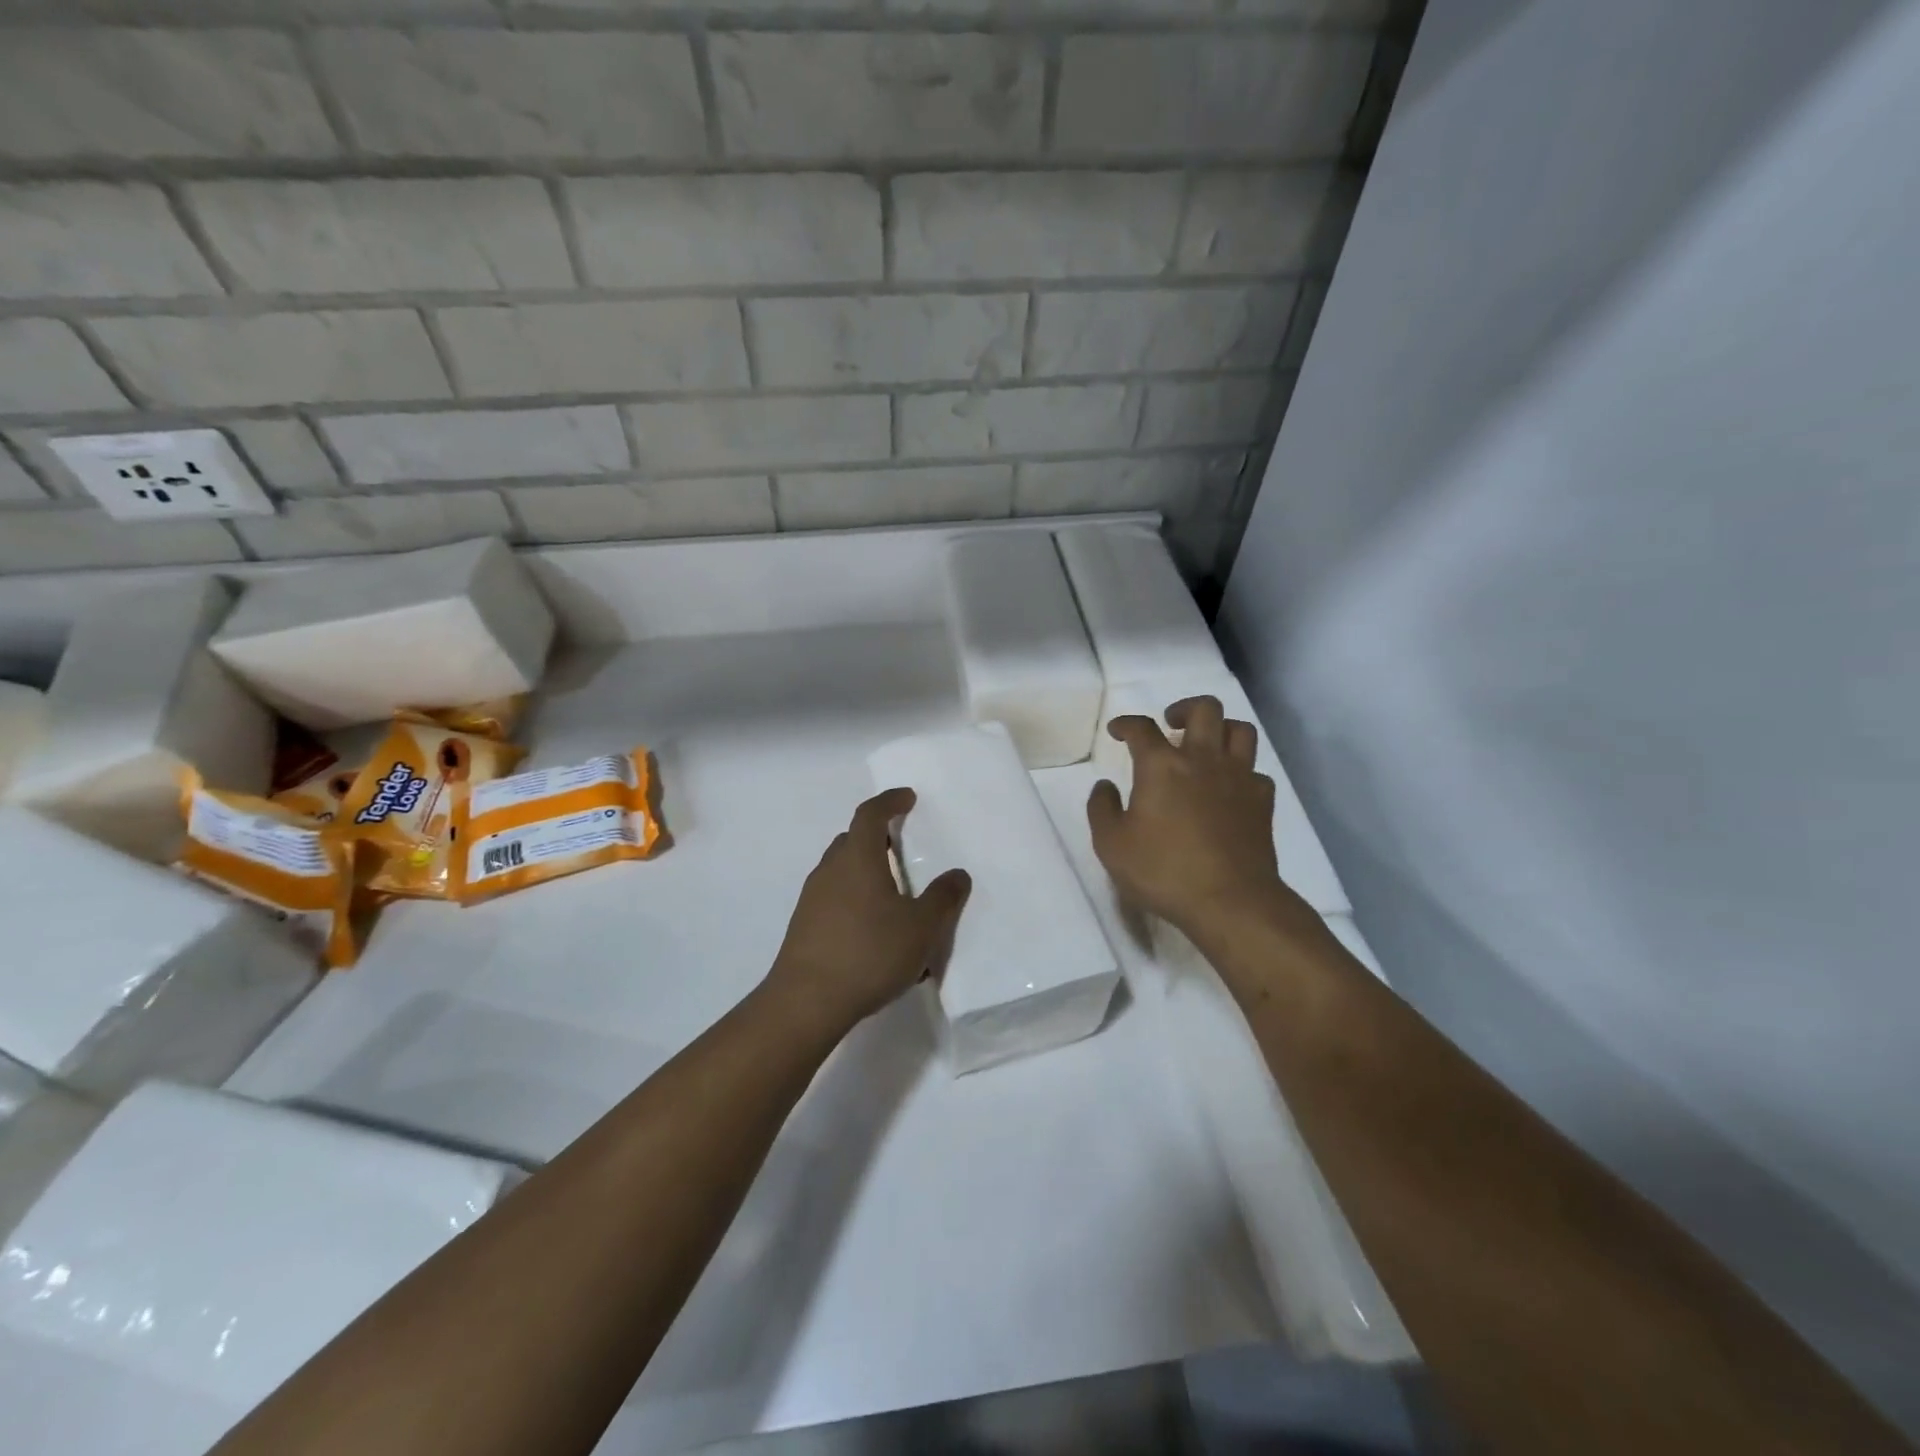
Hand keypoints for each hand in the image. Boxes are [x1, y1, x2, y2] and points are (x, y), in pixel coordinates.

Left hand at [765, 787, 971, 1038]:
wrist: (806, 1002)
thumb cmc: (869, 953)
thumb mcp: (921, 928)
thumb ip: (943, 898)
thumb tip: (957, 874)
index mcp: (858, 859)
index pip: (870, 814)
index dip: (890, 801)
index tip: (908, 798)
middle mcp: (830, 870)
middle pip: (852, 839)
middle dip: (877, 836)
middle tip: (901, 845)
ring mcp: (812, 898)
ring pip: (840, 869)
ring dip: (864, 868)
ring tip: (891, 890)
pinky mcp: (804, 925)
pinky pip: (833, 896)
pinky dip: (853, 896)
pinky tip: (871, 926)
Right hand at [1088, 696, 1295, 938]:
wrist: (1230, 901)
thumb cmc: (1163, 871)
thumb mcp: (1111, 845)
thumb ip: (1102, 809)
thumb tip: (1105, 786)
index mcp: (1162, 766)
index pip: (1142, 728)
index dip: (1126, 724)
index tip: (1118, 730)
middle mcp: (1203, 759)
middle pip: (1205, 709)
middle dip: (1184, 709)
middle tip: (1171, 725)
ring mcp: (1238, 778)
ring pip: (1240, 729)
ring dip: (1220, 729)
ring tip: (1205, 745)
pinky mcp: (1262, 801)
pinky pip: (1256, 770)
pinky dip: (1241, 771)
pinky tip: (1229, 787)